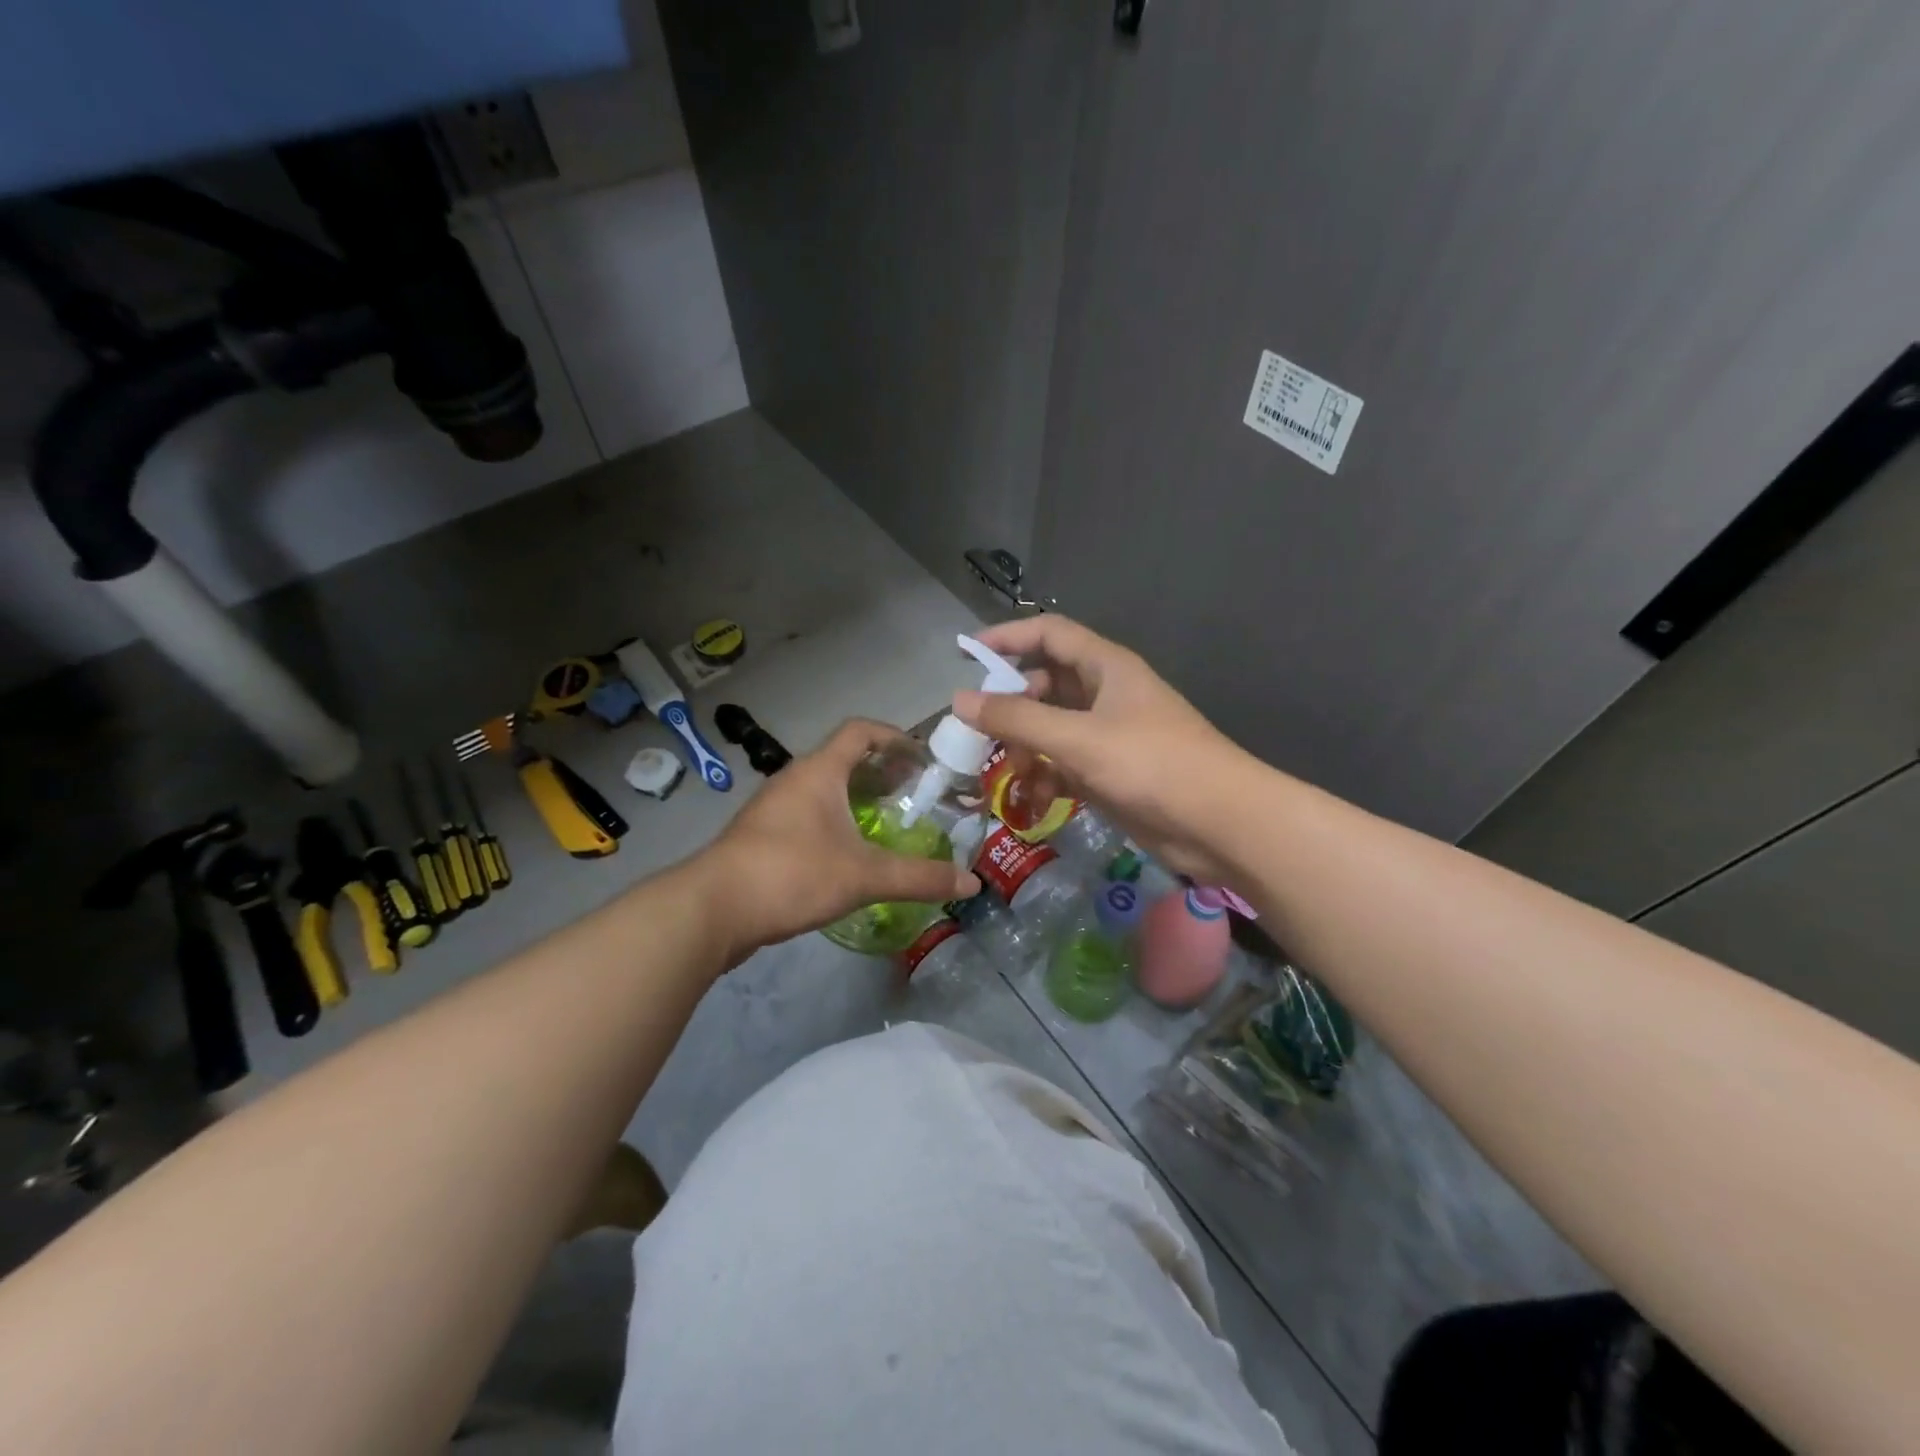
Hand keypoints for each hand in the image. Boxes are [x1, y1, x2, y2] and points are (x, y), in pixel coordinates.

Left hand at [701, 719, 978, 958]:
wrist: (713, 909)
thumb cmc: (792, 873)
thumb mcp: (864, 875)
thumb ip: (919, 877)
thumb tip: (972, 881)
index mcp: (819, 771)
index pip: (860, 731)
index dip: (894, 736)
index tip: (923, 756)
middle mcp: (794, 780)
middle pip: (843, 759)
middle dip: (881, 771)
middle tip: (913, 793)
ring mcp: (772, 809)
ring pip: (823, 790)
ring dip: (855, 798)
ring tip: (885, 823)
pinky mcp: (761, 838)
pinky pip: (806, 816)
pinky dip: (834, 822)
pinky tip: (848, 854)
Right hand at [953, 616, 1254, 883]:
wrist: (1219, 823)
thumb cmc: (1150, 765)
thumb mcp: (1076, 738)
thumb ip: (1016, 718)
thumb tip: (958, 700)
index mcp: (1105, 666)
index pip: (1049, 633)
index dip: (1008, 637)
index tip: (966, 654)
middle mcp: (1107, 693)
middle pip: (1046, 683)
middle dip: (1012, 705)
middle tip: (981, 729)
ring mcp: (1111, 734)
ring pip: (1053, 727)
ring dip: (1026, 746)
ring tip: (1009, 773)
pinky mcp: (1113, 771)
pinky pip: (1066, 762)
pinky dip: (1047, 775)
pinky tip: (1035, 798)